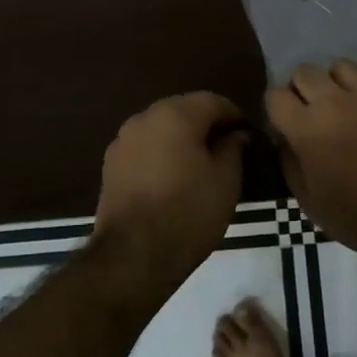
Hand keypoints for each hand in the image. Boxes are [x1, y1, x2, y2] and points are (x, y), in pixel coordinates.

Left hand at [91, 92, 247, 291]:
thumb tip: (235, 135)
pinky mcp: (110, 165)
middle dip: (205, 124)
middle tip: (225, 148)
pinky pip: (143, 148)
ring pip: (160, 128)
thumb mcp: (226, 182)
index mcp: (176, 114)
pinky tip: (171, 178)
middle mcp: (145, 118)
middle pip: (182, 110)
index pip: (212, 101)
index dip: (233, 115)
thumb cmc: (188, 213)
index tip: (246, 134)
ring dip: (180, 138)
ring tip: (198, 164)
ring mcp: (122, 140)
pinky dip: (160, 154)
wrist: (132, 256)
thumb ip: (233, 149)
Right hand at [265, 60, 356, 255]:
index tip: (285, 124)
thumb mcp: (308, 201)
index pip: (275, 96)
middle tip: (313, 112)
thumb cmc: (355, 215)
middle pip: (305, 71)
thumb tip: (284, 141)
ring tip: (347, 103)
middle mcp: (334, 101)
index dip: (277, 109)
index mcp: (306, 127)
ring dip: (339, 83)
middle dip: (303, 88)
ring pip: (344, 66)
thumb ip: (290, 164)